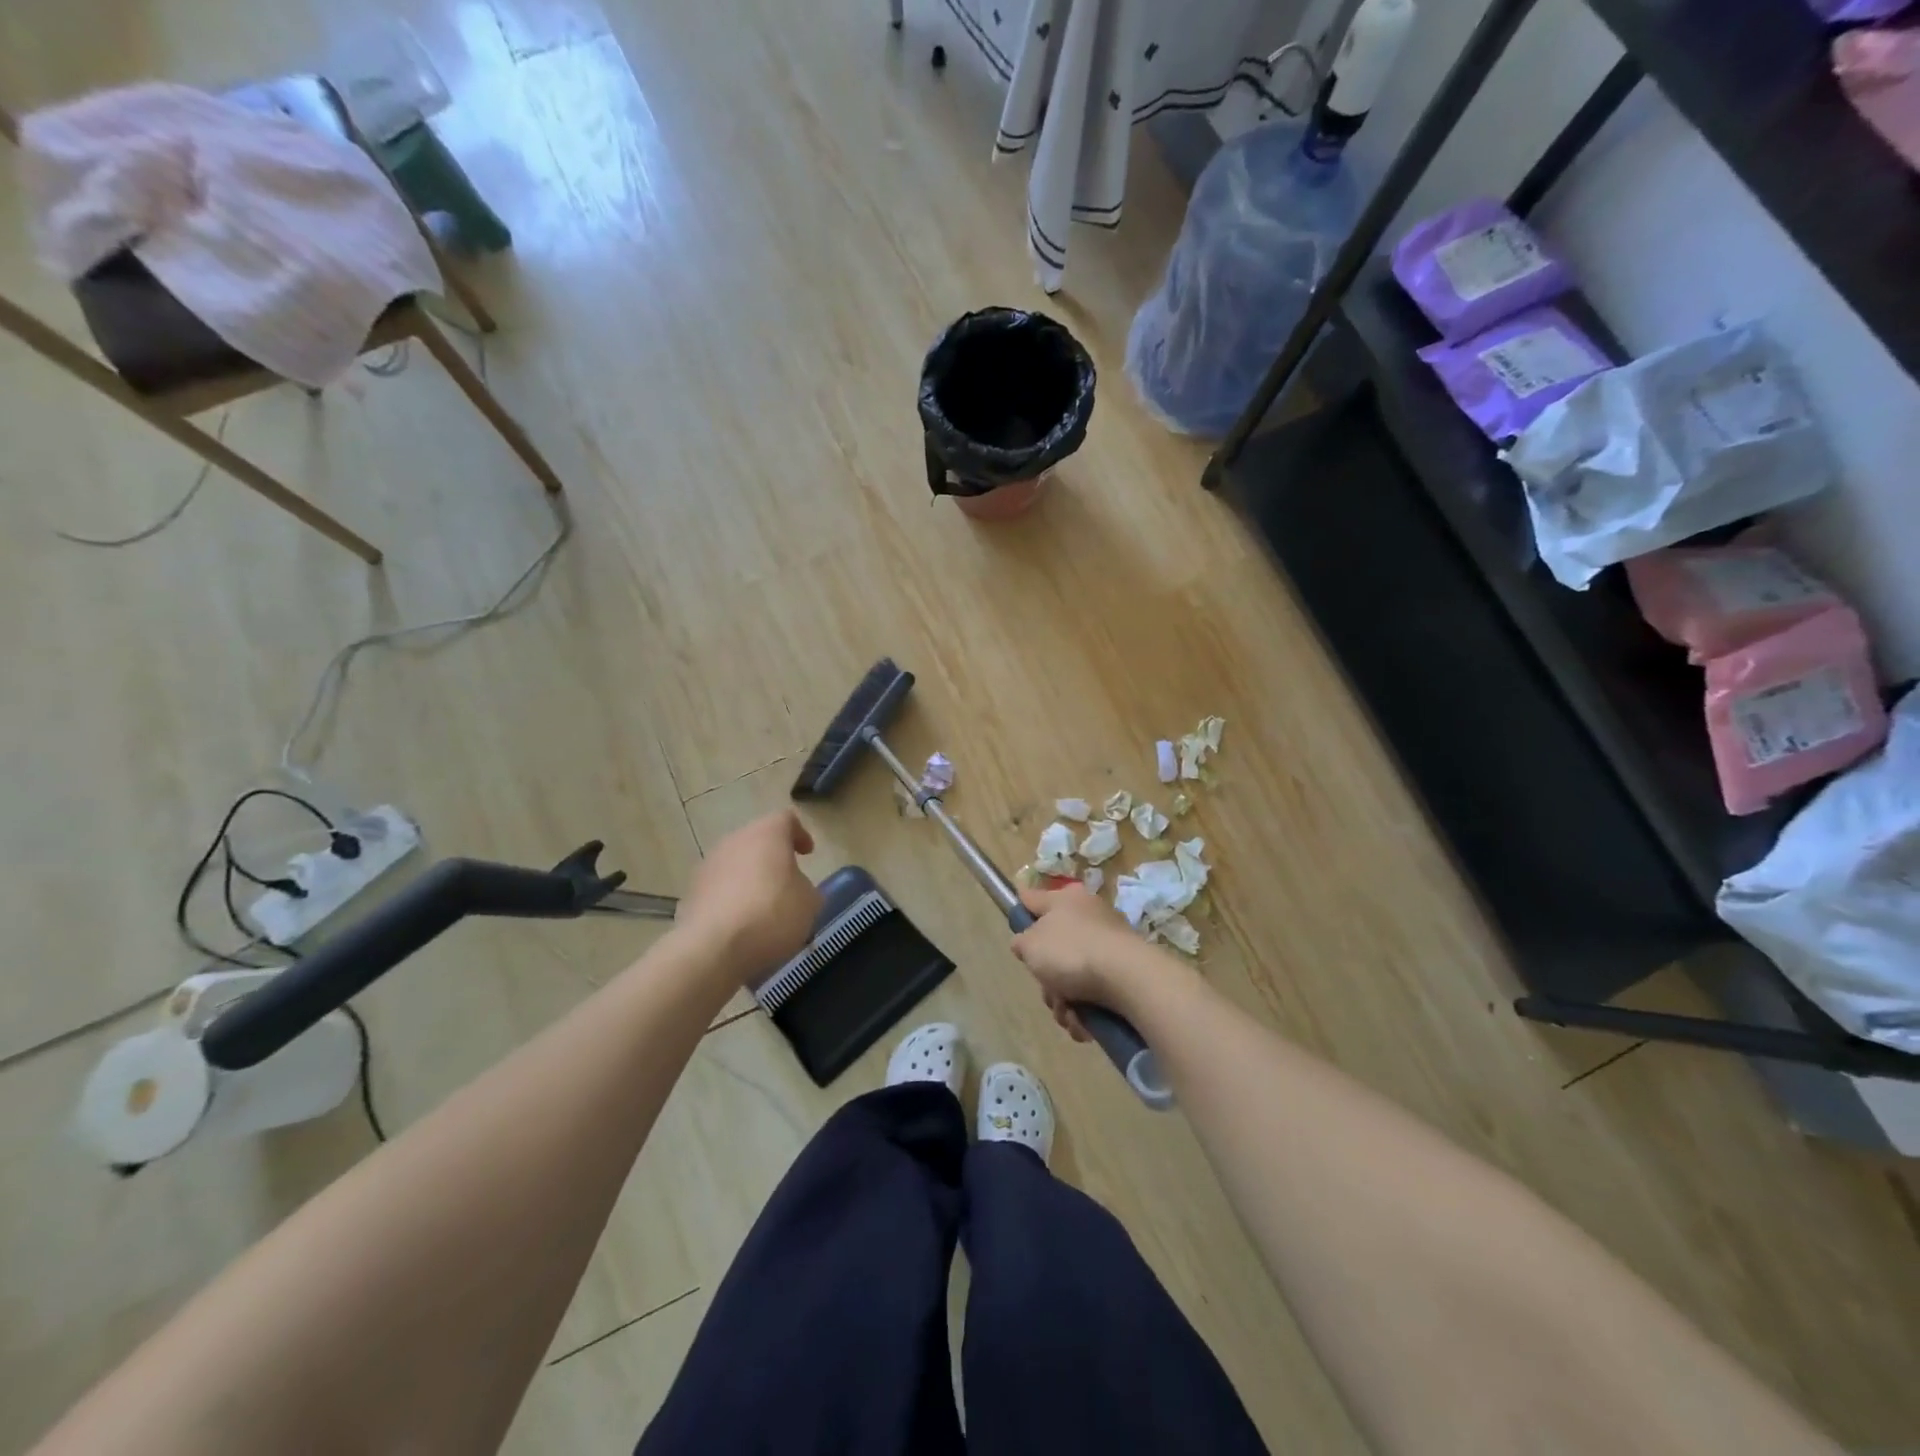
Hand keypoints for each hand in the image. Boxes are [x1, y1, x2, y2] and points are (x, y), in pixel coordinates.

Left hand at [675, 810, 820, 980]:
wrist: (713, 947)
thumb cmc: (772, 914)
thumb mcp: (809, 903)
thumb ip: (807, 888)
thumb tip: (797, 889)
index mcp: (767, 834)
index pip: (786, 820)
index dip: (799, 834)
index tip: (807, 854)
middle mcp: (734, 841)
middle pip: (757, 841)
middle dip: (772, 859)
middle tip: (786, 881)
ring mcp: (708, 866)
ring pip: (735, 865)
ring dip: (749, 880)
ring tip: (763, 908)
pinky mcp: (691, 893)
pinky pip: (718, 890)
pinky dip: (731, 900)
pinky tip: (741, 925)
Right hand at [1010, 885, 1147, 1042]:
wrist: (1127, 978)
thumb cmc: (1071, 952)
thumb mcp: (1031, 945)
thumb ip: (1022, 941)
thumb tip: (1027, 941)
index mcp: (1065, 900)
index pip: (1034, 898)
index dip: (1021, 909)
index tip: (1016, 923)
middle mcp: (1088, 916)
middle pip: (1053, 948)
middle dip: (1047, 979)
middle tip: (1048, 990)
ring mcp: (1108, 943)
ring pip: (1072, 975)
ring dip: (1063, 1001)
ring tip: (1068, 1014)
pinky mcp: (1123, 969)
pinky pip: (1093, 990)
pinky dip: (1085, 1009)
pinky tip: (1084, 1023)